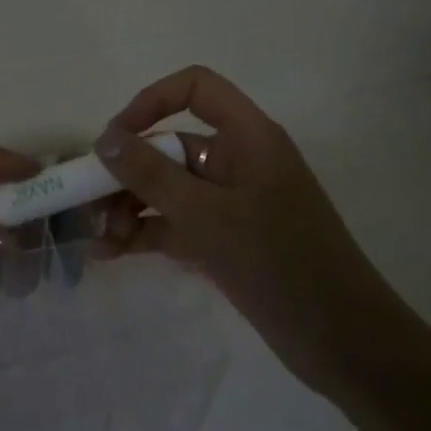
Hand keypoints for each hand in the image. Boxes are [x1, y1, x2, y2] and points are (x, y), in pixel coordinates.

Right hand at [90, 66, 399, 395]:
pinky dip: (147, 233)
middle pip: (171, 145)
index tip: (114, 139)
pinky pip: (177, 223)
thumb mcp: (206, 215)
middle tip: (87, 204)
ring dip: (130, 207)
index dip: (150, 101)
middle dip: (127, 172)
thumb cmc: (277, 263)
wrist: (343, 341)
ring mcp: (232, 203)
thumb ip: (151, 174)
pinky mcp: (227, 239)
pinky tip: (111, 254)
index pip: (196, 88)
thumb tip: (105, 138)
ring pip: (169, 188)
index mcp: (247, 137)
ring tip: (97, 240)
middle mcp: (238, 161)